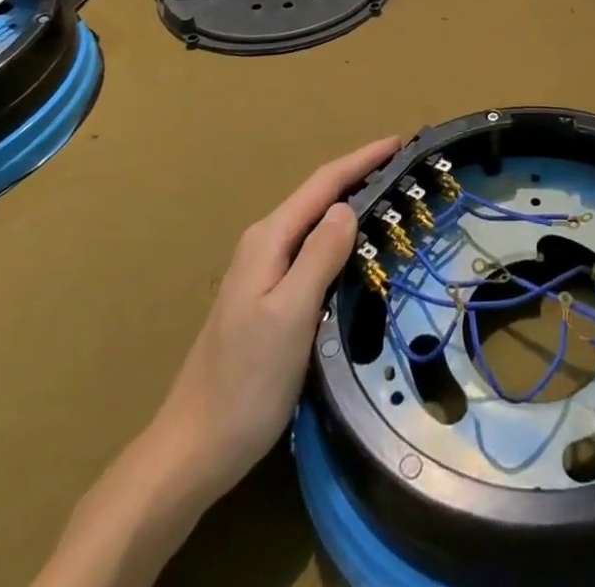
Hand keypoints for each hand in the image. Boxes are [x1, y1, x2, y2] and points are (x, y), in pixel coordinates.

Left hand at [149, 134, 400, 495]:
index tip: (399, 142)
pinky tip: (354, 249)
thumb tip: (347, 207)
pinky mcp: (265, 299)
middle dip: (358, 175)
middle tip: (402, 168)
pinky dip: (337, 236)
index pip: (323, 184)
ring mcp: (261, 273)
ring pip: (313, 224)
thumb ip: (320, 256)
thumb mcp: (291, 315)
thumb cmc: (246, 383)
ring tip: (388, 198)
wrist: (192, 451)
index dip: (362, 160)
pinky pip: (309, 250)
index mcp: (268, 240)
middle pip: (317, 197)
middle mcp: (263, 245)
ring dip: (349, 204)